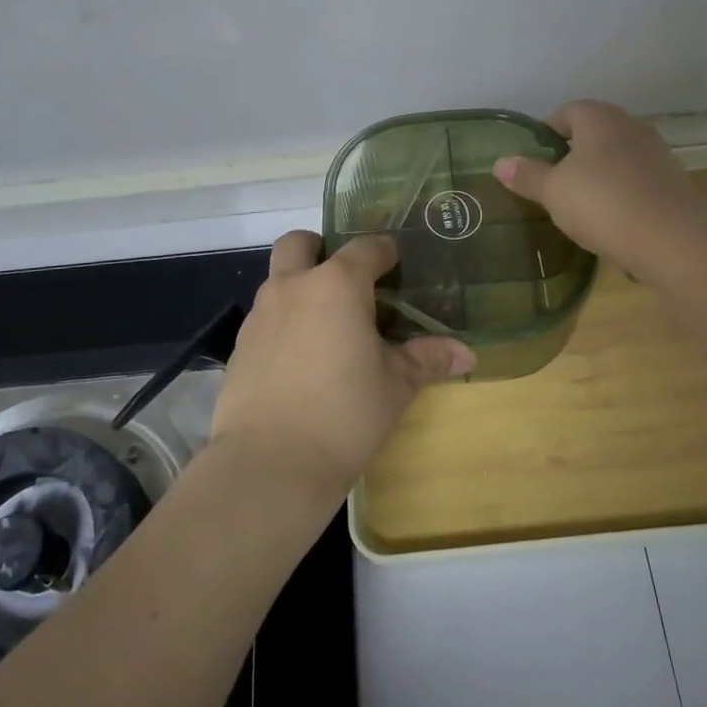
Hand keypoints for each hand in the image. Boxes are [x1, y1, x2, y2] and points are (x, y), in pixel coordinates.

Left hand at [211, 232, 474, 505]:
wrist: (270, 463)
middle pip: (299, 243)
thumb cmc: (345, 414)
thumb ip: (427, 359)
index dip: (383, 251)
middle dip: (320, 248)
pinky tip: (300, 361)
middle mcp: (293, 287)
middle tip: (345, 279)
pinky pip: (265, 318)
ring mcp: (260, 315)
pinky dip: (283, 324)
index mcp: (337, 285)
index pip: (365, 248)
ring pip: (278, 280)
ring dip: (300, 288)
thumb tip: (467, 354)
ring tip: (327, 327)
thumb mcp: (396, 385)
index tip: (395, 262)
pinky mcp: (239, 347)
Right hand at [493, 100, 706, 280]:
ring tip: (580, 203)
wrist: (674, 241)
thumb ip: (527, 176)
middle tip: (552, 182)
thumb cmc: (603, 204)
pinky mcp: (673, 182)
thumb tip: (500, 162)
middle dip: (572, 153)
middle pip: (593, 132)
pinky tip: (611, 220)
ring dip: (598, 173)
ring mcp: (656, 153)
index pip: (566, 112)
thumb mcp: (553, 192)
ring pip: (616, 156)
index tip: (533, 159)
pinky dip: (621, 193)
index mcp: (599, 118)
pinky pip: (636, 180)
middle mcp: (630, 126)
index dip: (546, 132)